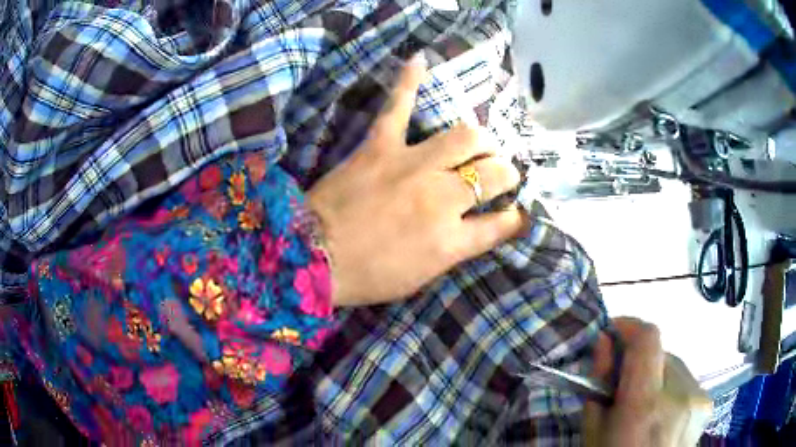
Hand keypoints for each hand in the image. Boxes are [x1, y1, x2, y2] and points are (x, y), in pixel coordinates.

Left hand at [306, 56, 524, 306]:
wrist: (311, 258)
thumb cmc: (366, 276)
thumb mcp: (420, 277)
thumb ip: (454, 249)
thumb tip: (477, 226)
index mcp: (451, 240)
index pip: (502, 223)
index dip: (516, 217)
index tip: (517, 212)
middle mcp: (442, 199)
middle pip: (494, 173)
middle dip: (506, 172)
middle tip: (500, 173)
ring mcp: (412, 166)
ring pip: (467, 137)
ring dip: (482, 140)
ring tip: (480, 143)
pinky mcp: (380, 147)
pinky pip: (397, 106)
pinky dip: (409, 82)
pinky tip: (420, 59)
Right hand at [584, 318, 712, 446]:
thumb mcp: (594, 432)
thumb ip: (599, 384)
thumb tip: (604, 341)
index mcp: (645, 406)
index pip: (648, 340)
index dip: (630, 326)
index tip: (613, 332)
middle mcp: (679, 395)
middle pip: (660, 353)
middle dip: (640, 362)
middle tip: (624, 387)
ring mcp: (698, 398)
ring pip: (674, 366)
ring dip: (657, 377)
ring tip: (646, 408)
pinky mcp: (707, 402)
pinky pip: (686, 380)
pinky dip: (671, 389)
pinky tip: (664, 415)